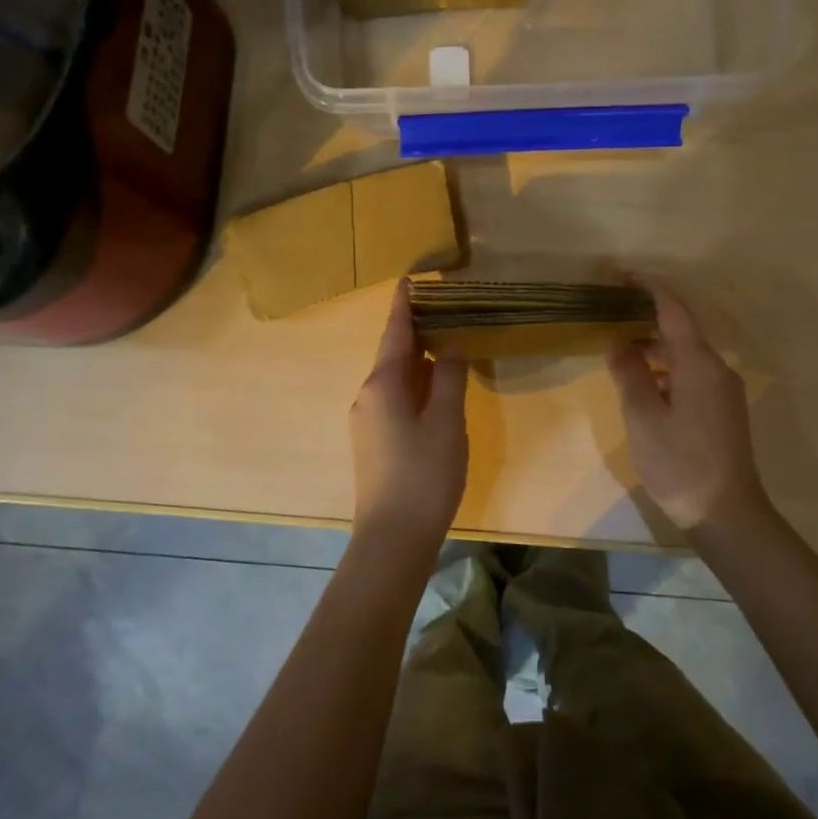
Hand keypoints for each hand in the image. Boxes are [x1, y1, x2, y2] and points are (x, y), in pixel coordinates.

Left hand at [350, 281, 468, 553]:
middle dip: (415, 331)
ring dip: (417, 360)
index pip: (396, 333)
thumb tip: (450, 347)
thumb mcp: (447, 421)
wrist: (392, 538)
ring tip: (444, 343)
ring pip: (395, 378)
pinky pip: (394, 399)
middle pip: (393, 354)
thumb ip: (449, 378)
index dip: (404, 306)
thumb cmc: (424, 474)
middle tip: (443, 310)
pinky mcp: (373, 442)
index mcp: (383, 383)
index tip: (409, 280)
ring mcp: (367, 421)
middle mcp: (368, 395)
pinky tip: (434, 390)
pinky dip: (415, 385)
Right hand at [606, 283, 773, 532]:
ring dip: (654, 344)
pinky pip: (691, 373)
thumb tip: (617, 342)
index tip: (620, 274)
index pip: (674, 309)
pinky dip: (665, 367)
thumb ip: (628, 373)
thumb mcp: (643, 417)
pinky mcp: (722, 410)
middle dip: (647, 314)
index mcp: (699, 364)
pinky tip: (643, 382)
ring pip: (685, 353)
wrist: (727, 513)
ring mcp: (723, 391)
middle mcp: (716, 369)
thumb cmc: (680, 463)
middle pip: (681, 329)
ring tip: (618, 347)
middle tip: (610, 311)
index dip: (648, 287)